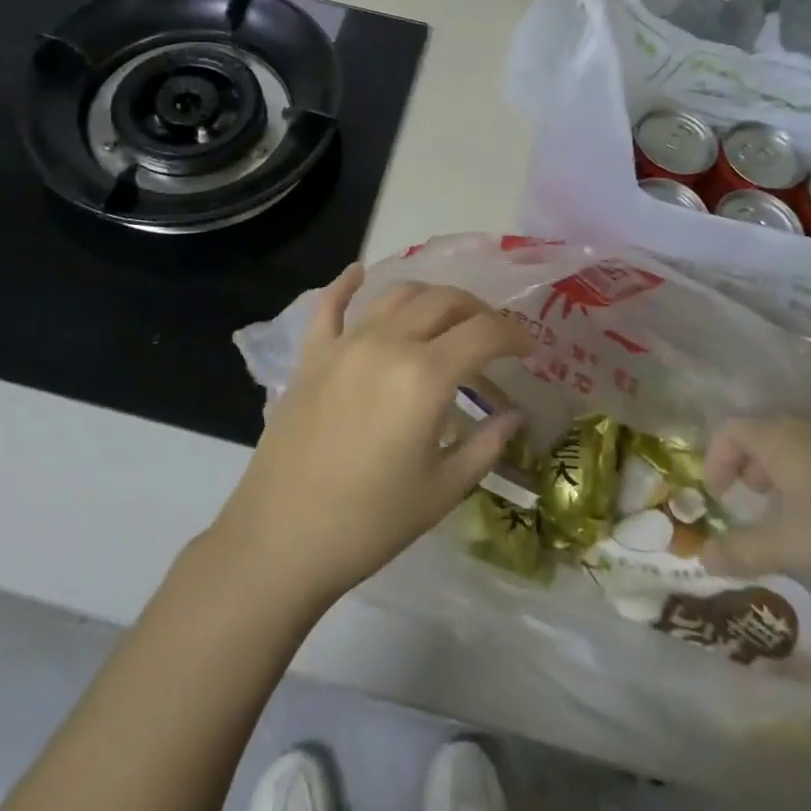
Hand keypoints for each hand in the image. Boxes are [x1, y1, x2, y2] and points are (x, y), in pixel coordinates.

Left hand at [213, 265, 531, 605]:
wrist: (282, 538)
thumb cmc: (370, 522)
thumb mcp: (442, 490)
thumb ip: (485, 445)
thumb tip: (512, 415)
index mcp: (425, 376)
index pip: (484, 332)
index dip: (514, 333)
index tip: (529, 347)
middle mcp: (387, 343)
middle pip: (442, 301)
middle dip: (476, 310)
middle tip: (491, 335)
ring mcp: (344, 344)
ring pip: (395, 294)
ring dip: (429, 297)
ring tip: (444, 317)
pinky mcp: (312, 355)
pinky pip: (329, 305)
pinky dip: (347, 284)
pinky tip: (358, 273)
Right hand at [701, 416, 810, 598]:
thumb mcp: (789, 547)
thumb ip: (741, 550)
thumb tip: (703, 558)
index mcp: (780, 437)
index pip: (731, 429)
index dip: (715, 458)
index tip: (716, 495)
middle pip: (768, 435)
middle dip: (753, 467)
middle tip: (754, 502)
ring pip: (807, 448)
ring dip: (791, 476)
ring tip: (800, 518)